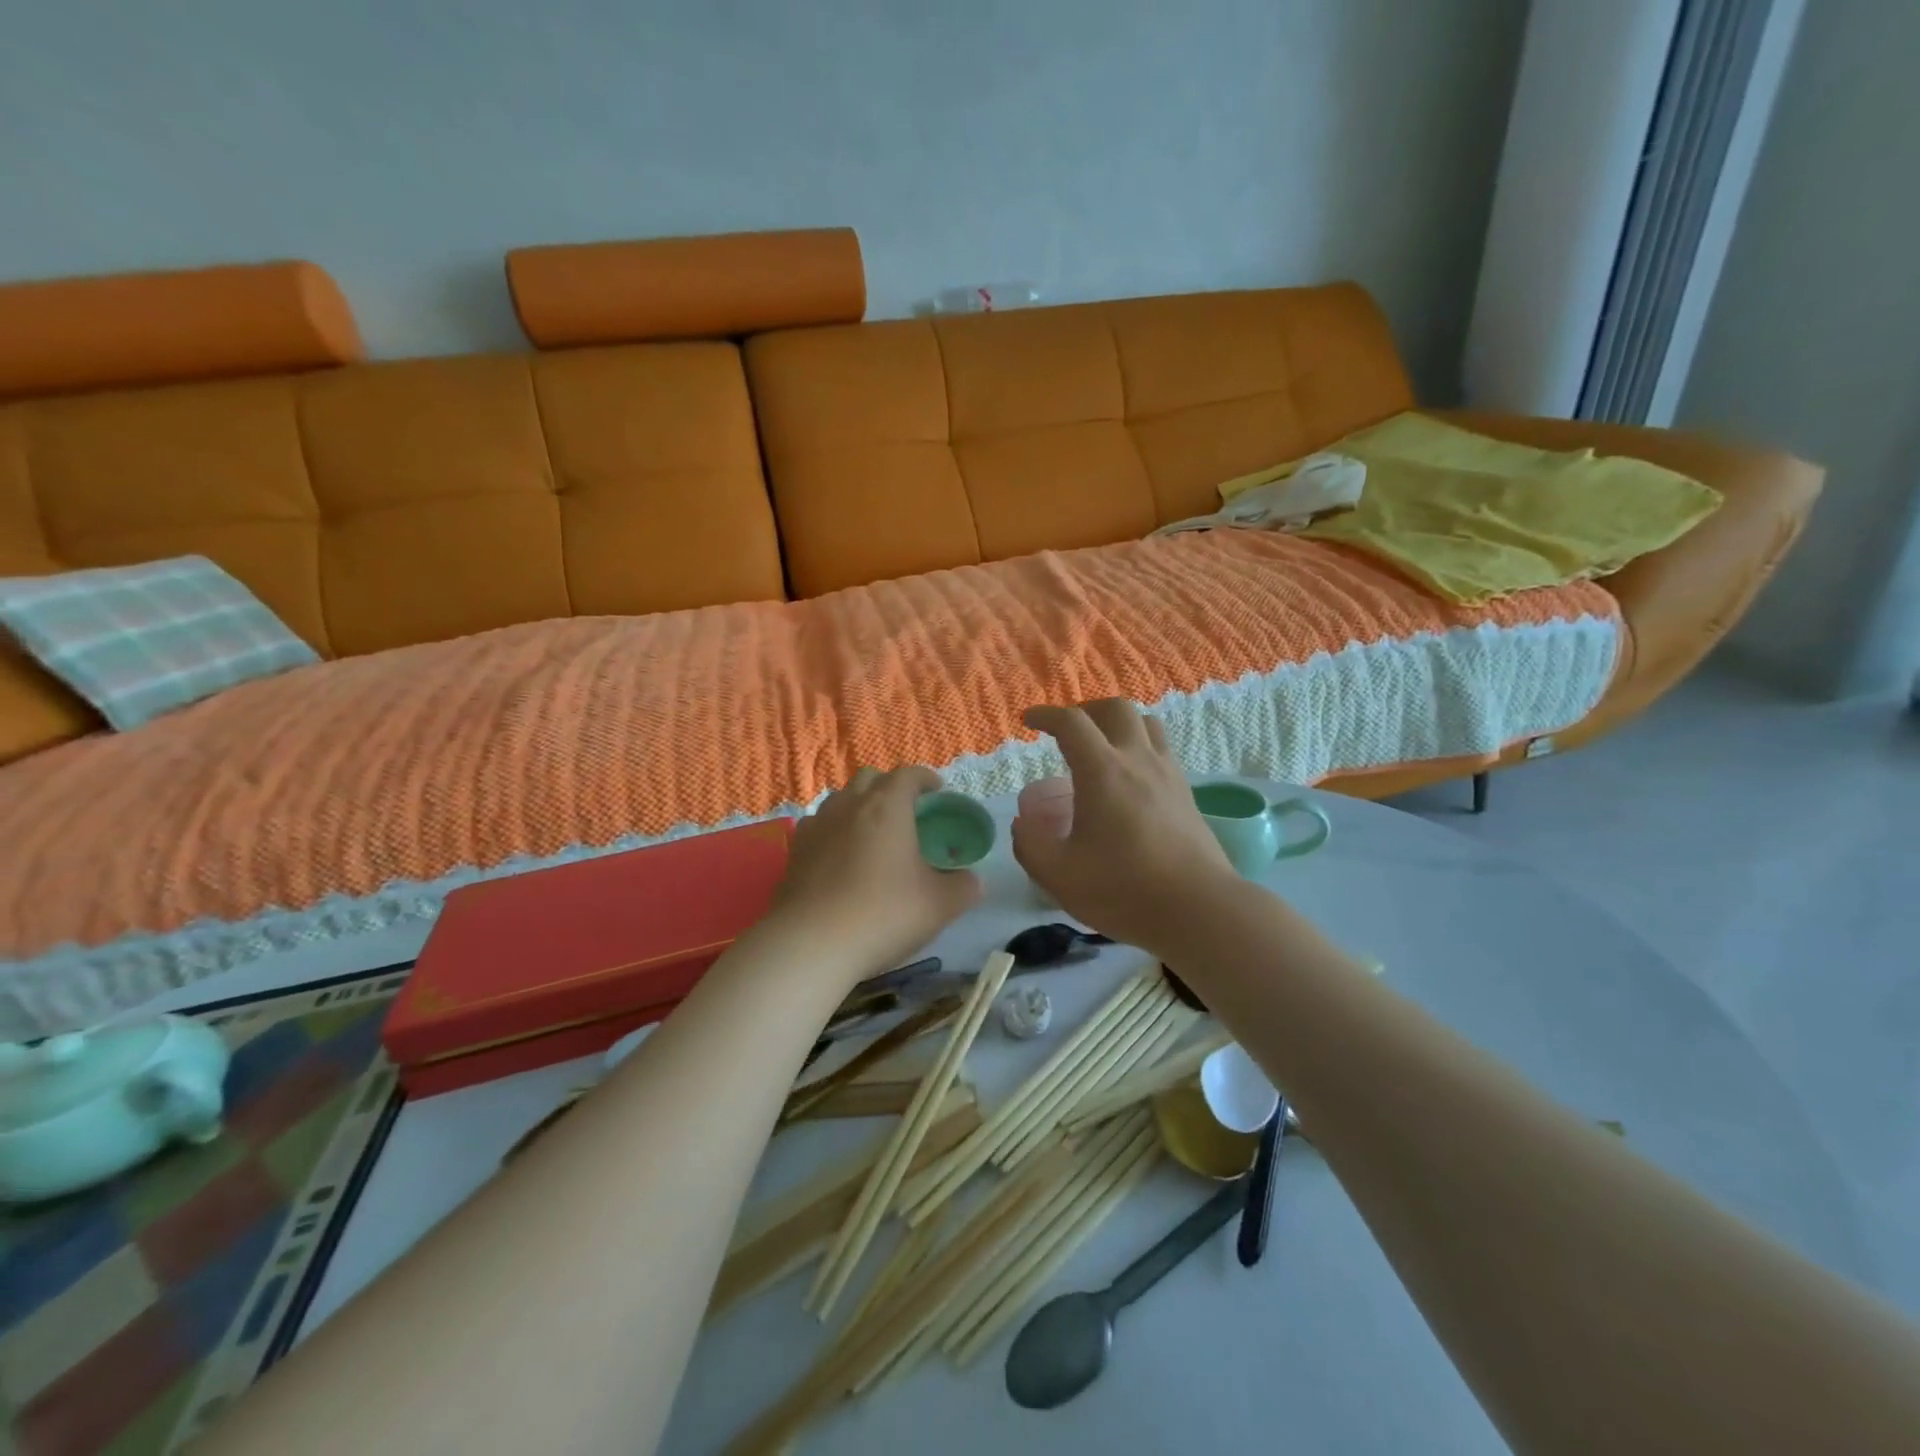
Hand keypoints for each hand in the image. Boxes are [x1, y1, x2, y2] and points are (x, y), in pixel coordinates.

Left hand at [768, 766, 982, 986]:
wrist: (811, 945)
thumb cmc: (883, 915)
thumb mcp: (939, 905)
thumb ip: (963, 887)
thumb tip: (972, 881)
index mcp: (887, 807)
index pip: (908, 775)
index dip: (926, 779)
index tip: (938, 793)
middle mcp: (849, 805)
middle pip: (870, 779)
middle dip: (891, 787)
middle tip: (907, 814)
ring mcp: (817, 826)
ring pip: (841, 800)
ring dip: (860, 807)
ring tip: (873, 835)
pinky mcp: (795, 851)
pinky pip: (819, 826)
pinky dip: (835, 831)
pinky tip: (841, 858)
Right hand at [1012, 700, 1239, 956]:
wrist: (1198, 910)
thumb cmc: (1123, 889)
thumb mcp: (1058, 874)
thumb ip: (1030, 844)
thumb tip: (1023, 822)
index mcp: (1103, 771)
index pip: (1072, 723)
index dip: (1046, 714)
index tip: (1029, 720)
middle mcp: (1138, 760)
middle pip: (1115, 708)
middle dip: (1085, 710)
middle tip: (1067, 730)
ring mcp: (1168, 774)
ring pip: (1146, 723)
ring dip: (1117, 723)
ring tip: (1100, 745)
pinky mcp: (1186, 793)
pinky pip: (1161, 749)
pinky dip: (1139, 746)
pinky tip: (1129, 777)